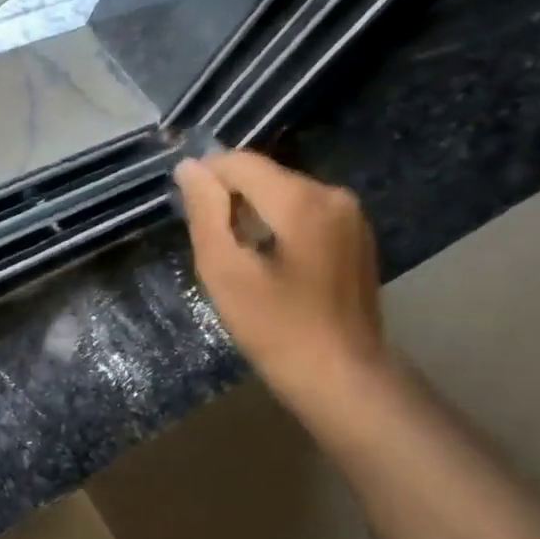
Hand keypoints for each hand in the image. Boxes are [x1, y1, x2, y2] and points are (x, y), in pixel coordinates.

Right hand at [174, 149, 389, 414]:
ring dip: (252, 212)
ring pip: (284, 193)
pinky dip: (277, 225)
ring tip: (234, 254)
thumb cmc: (274, 327)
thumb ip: (205, 212)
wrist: (341, 376)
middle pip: (264, 175)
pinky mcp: (356, 235)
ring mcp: (350, 215)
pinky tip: (266, 261)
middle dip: (229, 197)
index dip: (205, 177)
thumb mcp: (224, 270)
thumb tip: (189, 167)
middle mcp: (332, 194)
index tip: (184, 209)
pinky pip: (304, 212)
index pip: (240, 162)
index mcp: (301, 200)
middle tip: (207, 241)